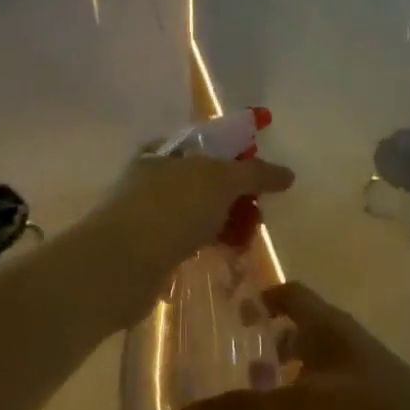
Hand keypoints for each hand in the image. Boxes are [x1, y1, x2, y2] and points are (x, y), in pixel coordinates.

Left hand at [82, 151, 292, 320]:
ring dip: (227, 222)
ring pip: (201, 212)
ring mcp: (151, 214)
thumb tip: (287, 174)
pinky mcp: (151, 249)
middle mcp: (155, 177)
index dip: (239, 154)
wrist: (121, 265)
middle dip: (237, 194)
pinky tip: (226, 254)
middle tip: (259, 211)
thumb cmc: (171, 209)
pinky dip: (210, 244)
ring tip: (247, 239)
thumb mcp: (221, 179)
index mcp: (165, 151)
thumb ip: (256, 173)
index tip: (265, 175)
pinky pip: (191, 240)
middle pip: (208, 180)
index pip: (209, 144)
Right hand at [174, 283, 409, 409]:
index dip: (260, 298)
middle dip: (260, 351)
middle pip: (295, 336)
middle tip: (221, 371)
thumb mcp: (302, 405)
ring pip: (304, 380)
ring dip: (274, 395)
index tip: (227, 315)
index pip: (291, 294)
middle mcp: (340, 347)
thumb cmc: (370, 407)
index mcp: (328, 326)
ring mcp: (354, 382)